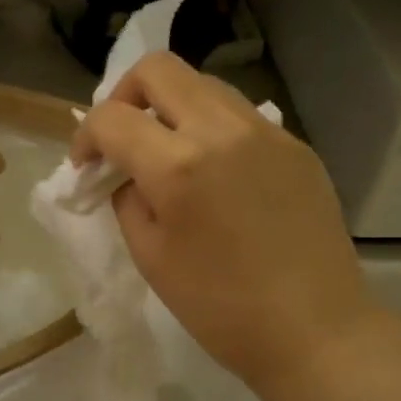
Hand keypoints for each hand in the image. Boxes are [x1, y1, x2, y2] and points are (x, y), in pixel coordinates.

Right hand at [72, 53, 375, 398]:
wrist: (315, 331)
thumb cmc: (222, 309)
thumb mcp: (151, 259)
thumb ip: (128, 200)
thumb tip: (127, 173)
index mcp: (178, 165)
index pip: (111, 117)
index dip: (85, 138)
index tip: (87, 167)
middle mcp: (222, 130)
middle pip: (158, 69)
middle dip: (124, 96)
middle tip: (123, 140)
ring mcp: (266, 132)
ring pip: (203, 84)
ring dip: (171, 107)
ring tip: (169, 153)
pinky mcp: (295, 145)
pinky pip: (240, 115)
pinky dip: (212, 128)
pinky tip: (217, 173)